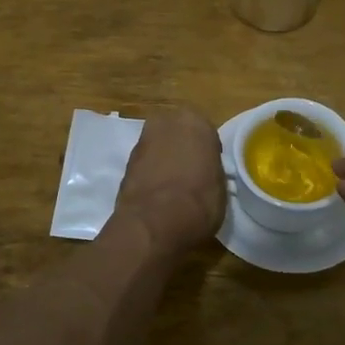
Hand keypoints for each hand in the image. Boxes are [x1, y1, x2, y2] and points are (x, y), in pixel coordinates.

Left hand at [114, 108, 225, 256]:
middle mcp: (167, 123)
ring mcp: (142, 141)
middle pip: (177, 133)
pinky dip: (149, 174)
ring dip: (163, 160)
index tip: (209, 170)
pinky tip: (157, 194)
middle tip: (190, 173)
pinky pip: (145, 164)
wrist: (156, 222)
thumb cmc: (200, 200)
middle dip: (182, 149)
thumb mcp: (220, 185)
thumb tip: (204, 173)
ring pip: (158, 147)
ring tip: (172, 187)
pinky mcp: (125, 162)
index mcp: (195, 122)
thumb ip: (210, 169)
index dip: (207, 153)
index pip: (205, 134)